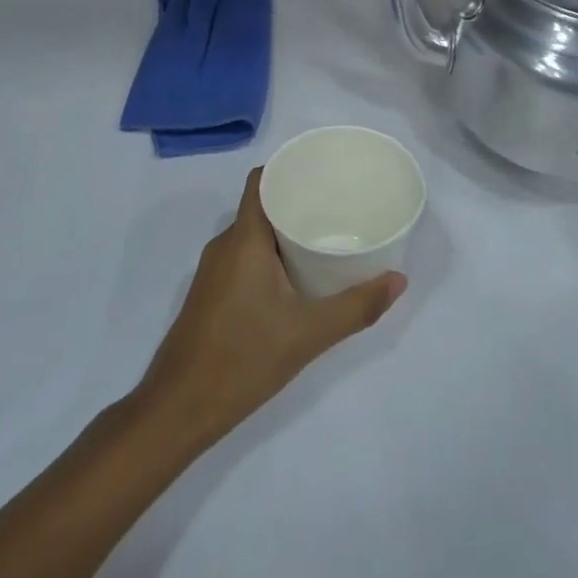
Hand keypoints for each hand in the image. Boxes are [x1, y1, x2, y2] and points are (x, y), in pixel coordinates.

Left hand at [135, 169, 405, 448]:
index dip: (289, 168)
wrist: (179, 408)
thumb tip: (399, 280)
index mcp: (243, 240)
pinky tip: (297, 274)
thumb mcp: (308, 334)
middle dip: (297, 201)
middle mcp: (224, 246)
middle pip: (261, 206)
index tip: (324, 171)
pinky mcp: (212, 294)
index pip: (261, 181)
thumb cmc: (242, 359)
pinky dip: (271, 254)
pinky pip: (244, 257)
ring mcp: (214, 271)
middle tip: (338, 205)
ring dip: (284, 230)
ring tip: (325, 235)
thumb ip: (356, 307)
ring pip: (253, 234)